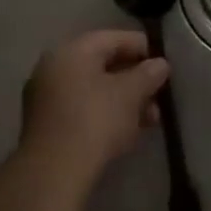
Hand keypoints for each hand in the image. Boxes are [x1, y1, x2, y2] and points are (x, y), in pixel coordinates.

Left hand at [21, 30, 169, 177]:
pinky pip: (81, 108)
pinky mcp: (45, 124)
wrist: (54, 171)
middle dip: (134, 79)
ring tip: (149, 119)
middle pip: (102, 64)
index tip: (165, 65)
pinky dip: (104, 113)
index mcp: (72, 50)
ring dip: (123, 100)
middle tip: (159, 96)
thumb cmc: (96, 121)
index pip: (114, 38)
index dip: (143, 48)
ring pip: (93, 89)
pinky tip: (126, 132)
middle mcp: (54, 66)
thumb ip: (148, 74)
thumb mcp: (130, 94)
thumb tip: (160, 64)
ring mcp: (45, 95)